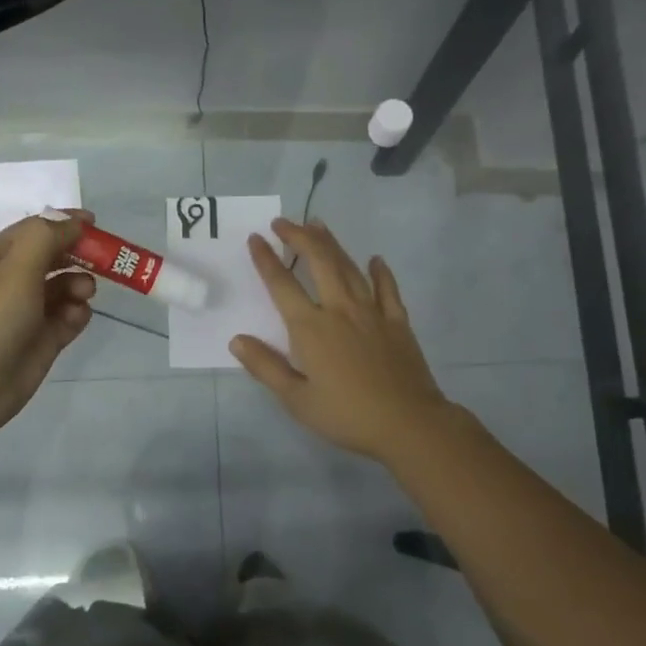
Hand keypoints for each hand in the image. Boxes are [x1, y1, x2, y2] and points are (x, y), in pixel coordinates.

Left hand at [0, 209, 95, 447]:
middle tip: (103, 262)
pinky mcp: (43, 340)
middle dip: (79, 255)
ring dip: (80, 284)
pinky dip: (77, 314)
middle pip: (55, 256)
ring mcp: (29, 312)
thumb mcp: (15, 270)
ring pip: (66, 286)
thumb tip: (73, 222)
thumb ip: (46, 238)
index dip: (66, 223)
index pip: (37, 229)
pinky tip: (74, 319)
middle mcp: (13, 280)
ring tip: (82, 295)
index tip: (97, 225)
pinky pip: (70, 317)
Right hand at [230, 218, 453, 462]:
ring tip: (317, 225)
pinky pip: (387, 289)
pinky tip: (375, 260)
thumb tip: (237, 340)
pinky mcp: (398, 322)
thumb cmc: (347, 415)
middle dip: (299, 237)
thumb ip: (266, 367)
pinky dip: (380, 272)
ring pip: (349, 268)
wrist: (408, 424)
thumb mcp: (297, 400)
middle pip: (319, 262)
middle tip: (284, 222)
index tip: (256, 238)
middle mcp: (340, 310)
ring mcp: (372, 312)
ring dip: (332, 244)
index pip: (282, 285)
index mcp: (311, 328)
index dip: (266, 260)